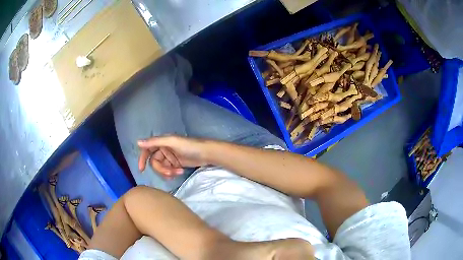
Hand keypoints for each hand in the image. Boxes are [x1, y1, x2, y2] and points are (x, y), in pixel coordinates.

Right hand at [137, 135, 209, 178]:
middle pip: (155, 162)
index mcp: (162, 142)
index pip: (148, 150)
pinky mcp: (176, 164)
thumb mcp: (172, 142)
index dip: (143, 158)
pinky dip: (172, 173)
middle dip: (161, 169)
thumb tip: (138, 142)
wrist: (207, 153)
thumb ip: (155, 142)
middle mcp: (164, 149)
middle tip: (170, 173)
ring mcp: (170, 157)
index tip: (141, 169)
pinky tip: (180, 172)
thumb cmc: (190, 146)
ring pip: (161, 168)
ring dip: (167, 172)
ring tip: (177, 172)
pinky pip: (168, 171)